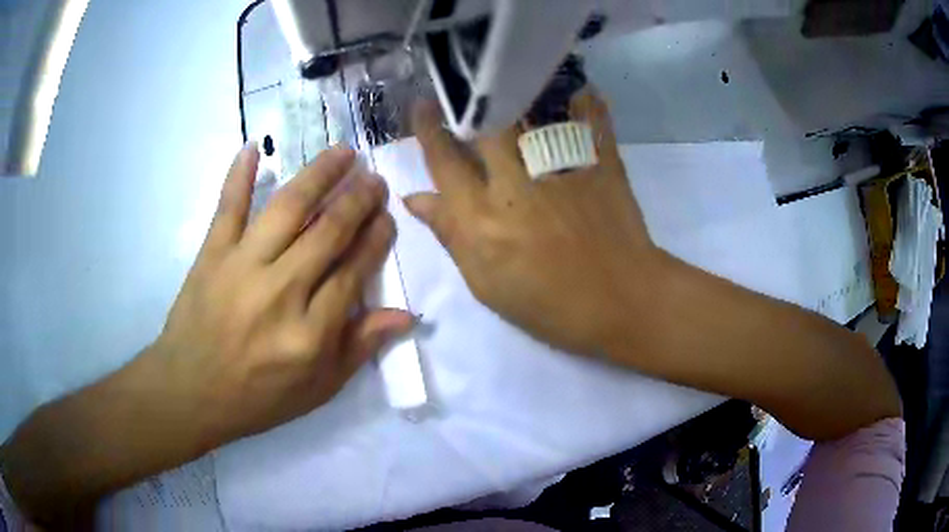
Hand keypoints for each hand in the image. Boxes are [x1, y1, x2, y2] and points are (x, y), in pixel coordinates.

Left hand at [152, 144, 411, 445]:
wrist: (190, 392)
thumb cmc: (257, 397)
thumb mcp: (318, 389)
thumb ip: (360, 348)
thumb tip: (407, 315)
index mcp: (310, 333)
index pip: (353, 272)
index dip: (376, 239)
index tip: (389, 217)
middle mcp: (279, 292)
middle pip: (327, 232)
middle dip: (357, 200)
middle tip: (374, 179)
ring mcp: (241, 266)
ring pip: (287, 208)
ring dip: (318, 175)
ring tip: (342, 152)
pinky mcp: (211, 254)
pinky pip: (228, 207)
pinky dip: (238, 175)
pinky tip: (253, 147)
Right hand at [405, 89, 661, 355]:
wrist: (621, 302)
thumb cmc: (550, 305)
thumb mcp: (487, 283)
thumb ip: (450, 236)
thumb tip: (416, 198)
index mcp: (482, 219)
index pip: (444, 162)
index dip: (429, 130)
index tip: (423, 107)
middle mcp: (515, 184)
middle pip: (484, 128)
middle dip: (466, 103)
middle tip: (461, 85)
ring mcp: (560, 170)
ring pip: (529, 114)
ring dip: (515, 92)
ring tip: (507, 77)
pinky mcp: (599, 165)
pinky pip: (589, 120)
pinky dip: (584, 101)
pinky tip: (576, 86)